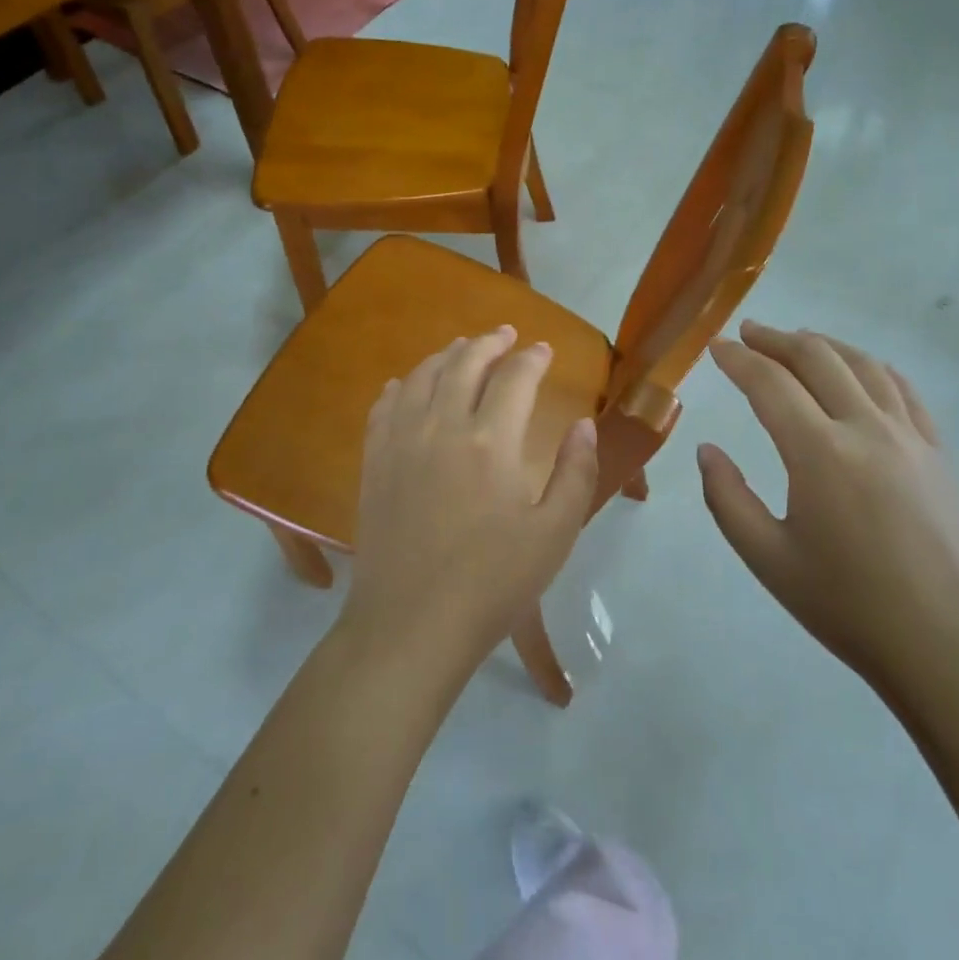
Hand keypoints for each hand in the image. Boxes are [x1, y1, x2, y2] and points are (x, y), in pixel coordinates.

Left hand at [343, 326, 599, 676]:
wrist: (410, 625)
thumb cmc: (492, 584)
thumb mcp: (554, 534)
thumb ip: (575, 472)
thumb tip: (584, 424)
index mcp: (490, 441)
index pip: (515, 377)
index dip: (532, 358)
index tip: (544, 350)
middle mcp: (442, 426)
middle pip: (465, 363)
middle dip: (489, 342)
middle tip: (506, 334)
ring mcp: (401, 441)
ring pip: (422, 376)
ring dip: (447, 355)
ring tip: (462, 348)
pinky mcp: (374, 462)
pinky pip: (385, 406)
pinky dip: (401, 385)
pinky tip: (407, 383)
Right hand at [697, 321, 958, 693]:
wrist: (949, 647)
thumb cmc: (848, 606)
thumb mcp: (767, 559)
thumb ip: (727, 498)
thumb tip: (708, 450)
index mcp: (819, 453)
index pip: (769, 383)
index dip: (737, 359)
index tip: (715, 347)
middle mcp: (866, 429)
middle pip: (817, 359)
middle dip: (775, 340)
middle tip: (747, 333)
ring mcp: (910, 437)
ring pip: (863, 366)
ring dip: (823, 345)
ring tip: (797, 340)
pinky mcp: (938, 453)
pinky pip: (904, 391)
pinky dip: (872, 368)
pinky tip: (861, 370)